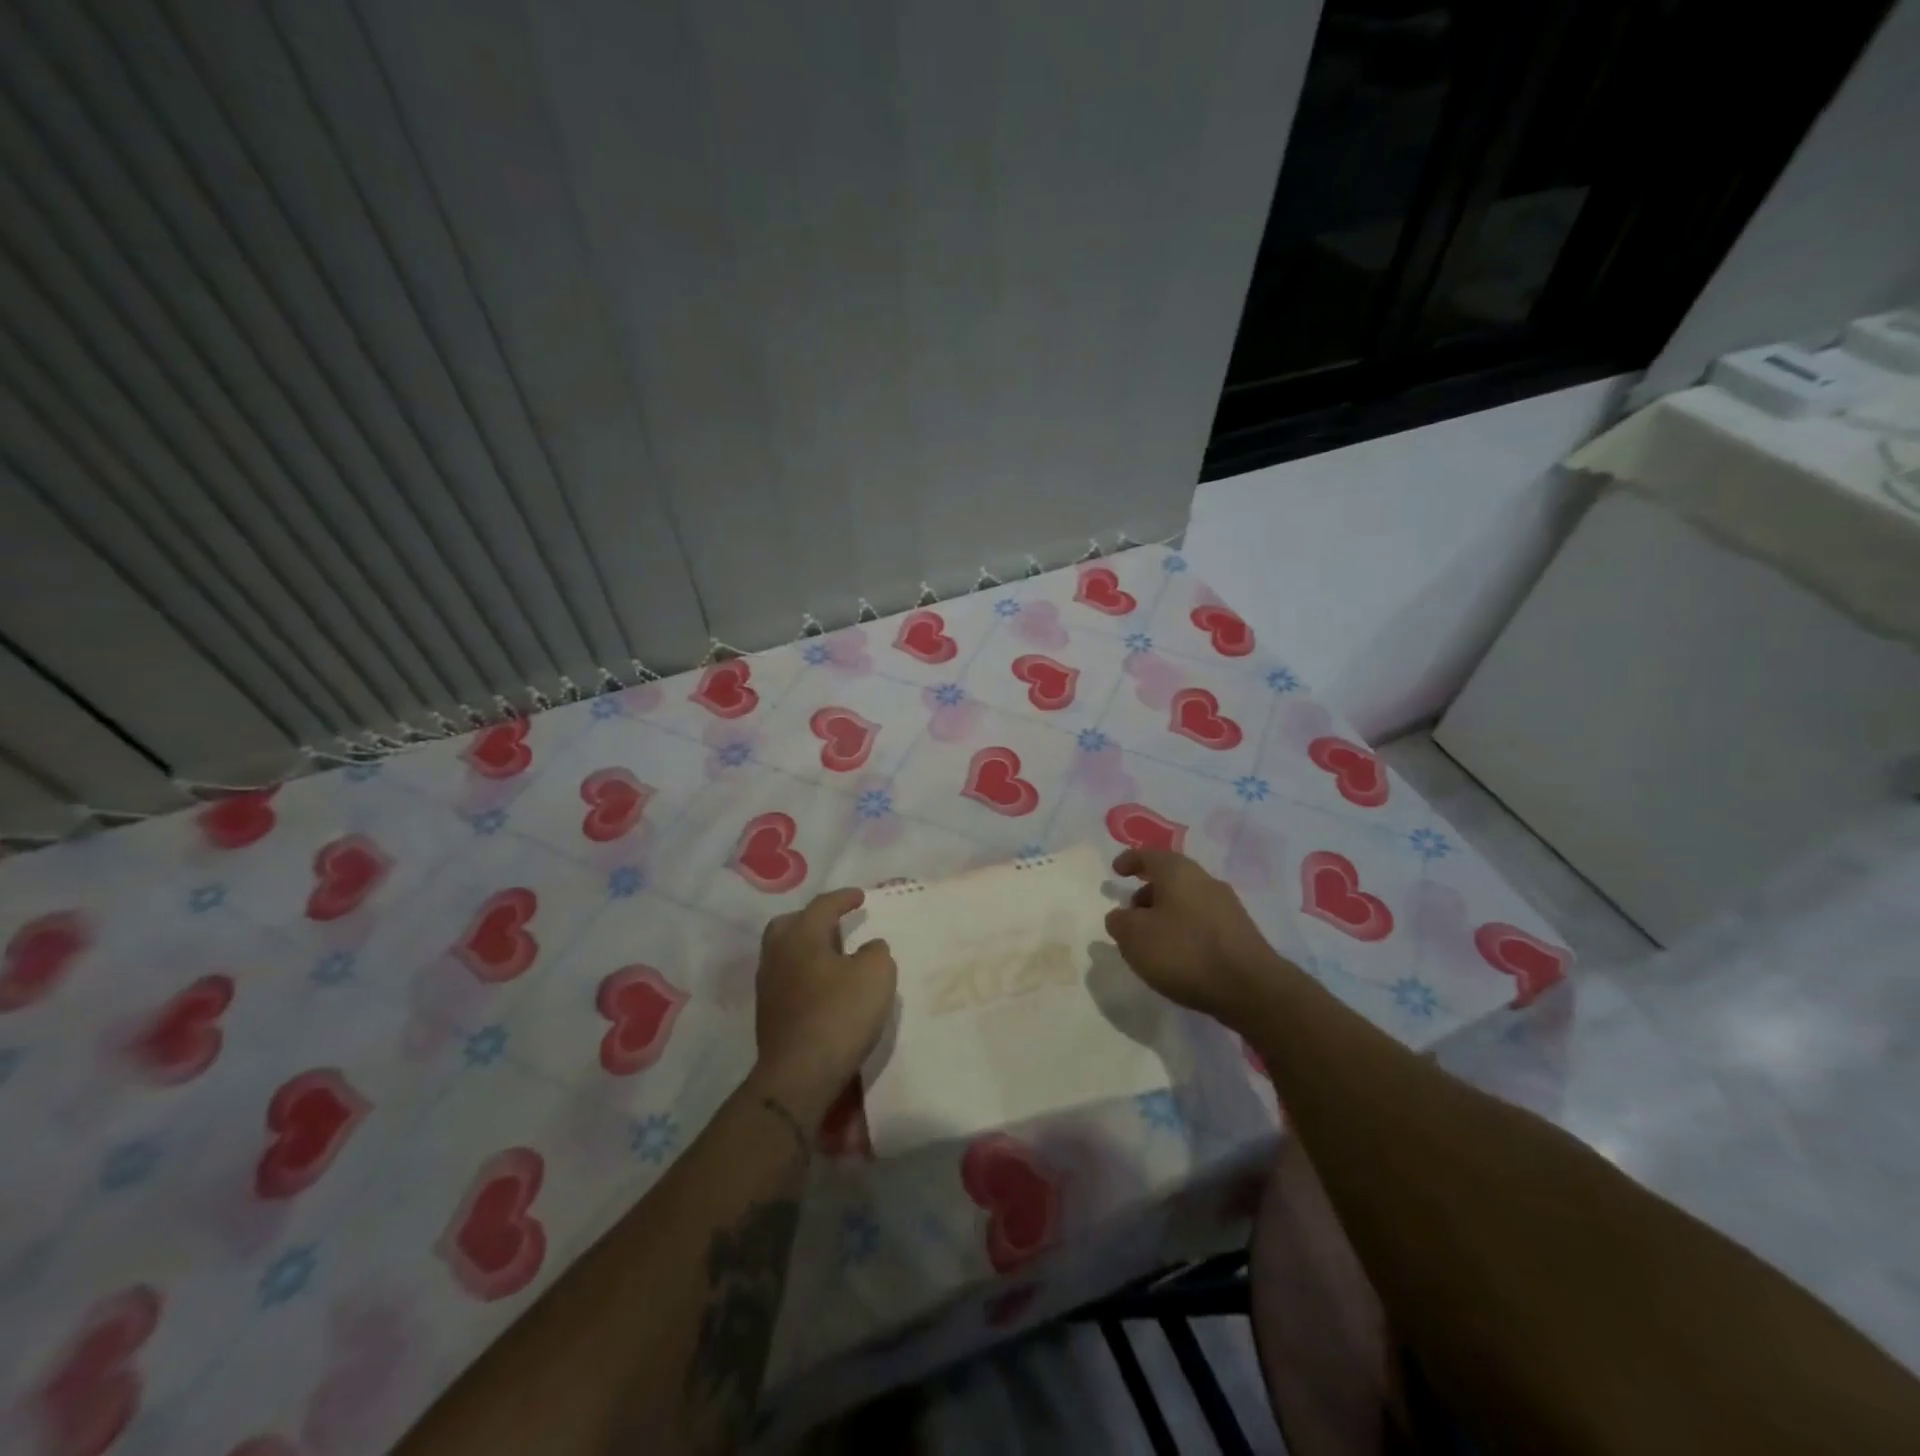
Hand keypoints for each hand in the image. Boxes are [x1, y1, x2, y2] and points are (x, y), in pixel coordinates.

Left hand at [751, 889, 896, 1124]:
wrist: (799, 1075)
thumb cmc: (840, 1015)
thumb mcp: (877, 975)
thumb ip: (876, 953)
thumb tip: (869, 948)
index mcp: (801, 936)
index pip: (822, 906)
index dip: (844, 898)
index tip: (860, 897)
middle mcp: (778, 955)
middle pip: (790, 925)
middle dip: (812, 920)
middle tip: (836, 925)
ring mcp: (768, 986)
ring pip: (784, 953)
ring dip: (807, 949)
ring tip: (833, 957)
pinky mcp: (768, 1015)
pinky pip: (786, 979)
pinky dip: (804, 974)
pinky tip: (823, 987)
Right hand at [1105, 848, 1287, 1027]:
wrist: (1251, 988)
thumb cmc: (1184, 952)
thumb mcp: (1134, 937)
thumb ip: (1119, 922)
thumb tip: (1121, 916)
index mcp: (1178, 871)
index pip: (1148, 855)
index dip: (1129, 860)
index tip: (1116, 871)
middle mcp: (1204, 880)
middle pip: (1170, 877)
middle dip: (1147, 892)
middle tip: (1131, 912)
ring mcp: (1227, 906)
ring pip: (1187, 900)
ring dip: (1166, 913)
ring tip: (1152, 940)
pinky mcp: (1240, 932)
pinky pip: (1202, 921)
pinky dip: (1184, 929)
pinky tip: (1179, 955)